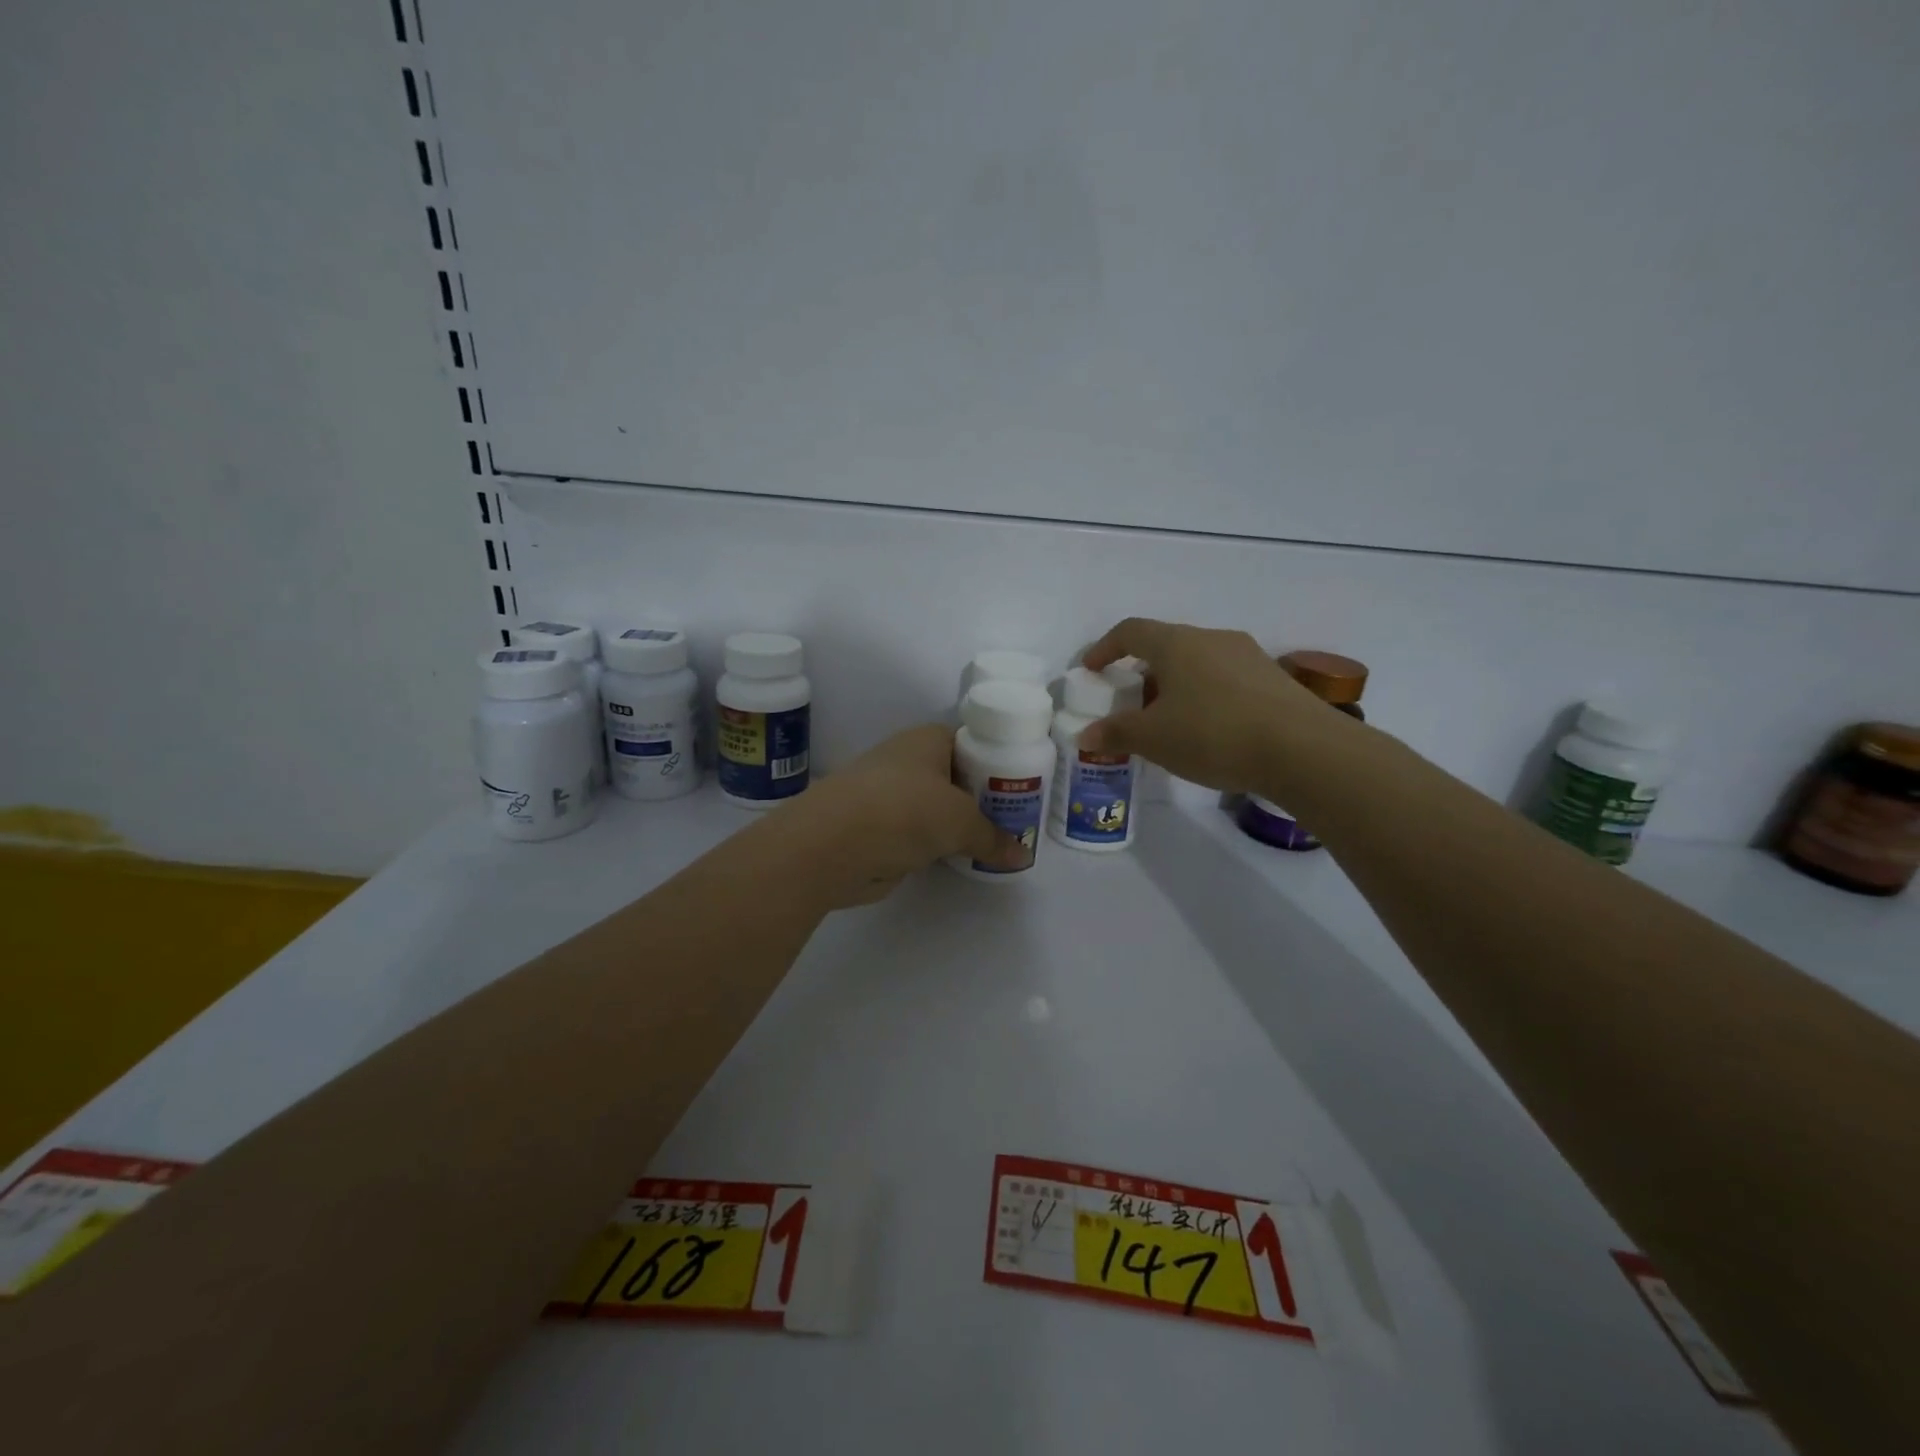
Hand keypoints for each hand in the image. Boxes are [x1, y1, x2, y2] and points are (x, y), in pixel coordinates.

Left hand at [772, 724, 1020, 906]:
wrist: (830, 845)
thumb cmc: (903, 811)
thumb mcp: (960, 821)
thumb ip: (993, 837)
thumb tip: (1022, 855)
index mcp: (927, 740)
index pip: (972, 741)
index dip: (998, 759)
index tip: (1025, 783)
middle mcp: (908, 761)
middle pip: (958, 775)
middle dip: (984, 797)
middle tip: (1019, 817)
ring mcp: (891, 795)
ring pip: (938, 807)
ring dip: (960, 824)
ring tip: (998, 841)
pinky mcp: (881, 829)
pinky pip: (921, 833)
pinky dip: (939, 845)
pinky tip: (962, 858)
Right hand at [1082, 618, 1347, 793]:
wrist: (1303, 750)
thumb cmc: (1213, 734)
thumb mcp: (1154, 739)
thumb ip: (1116, 733)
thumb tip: (1086, 735)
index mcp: (1177, 644)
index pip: (1131, 631)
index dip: (1105, 648)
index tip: (1092, 669)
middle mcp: (1212, 639)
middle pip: (1167, 646)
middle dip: (1143, 672)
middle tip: (1131, 704)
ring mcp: (1248, 656)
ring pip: (1199, 663)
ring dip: (1177, 685)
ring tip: (1170, 721)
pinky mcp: (1274, 679)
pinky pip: (1226, 680)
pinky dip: (1206, 697)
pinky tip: (1210, 731)